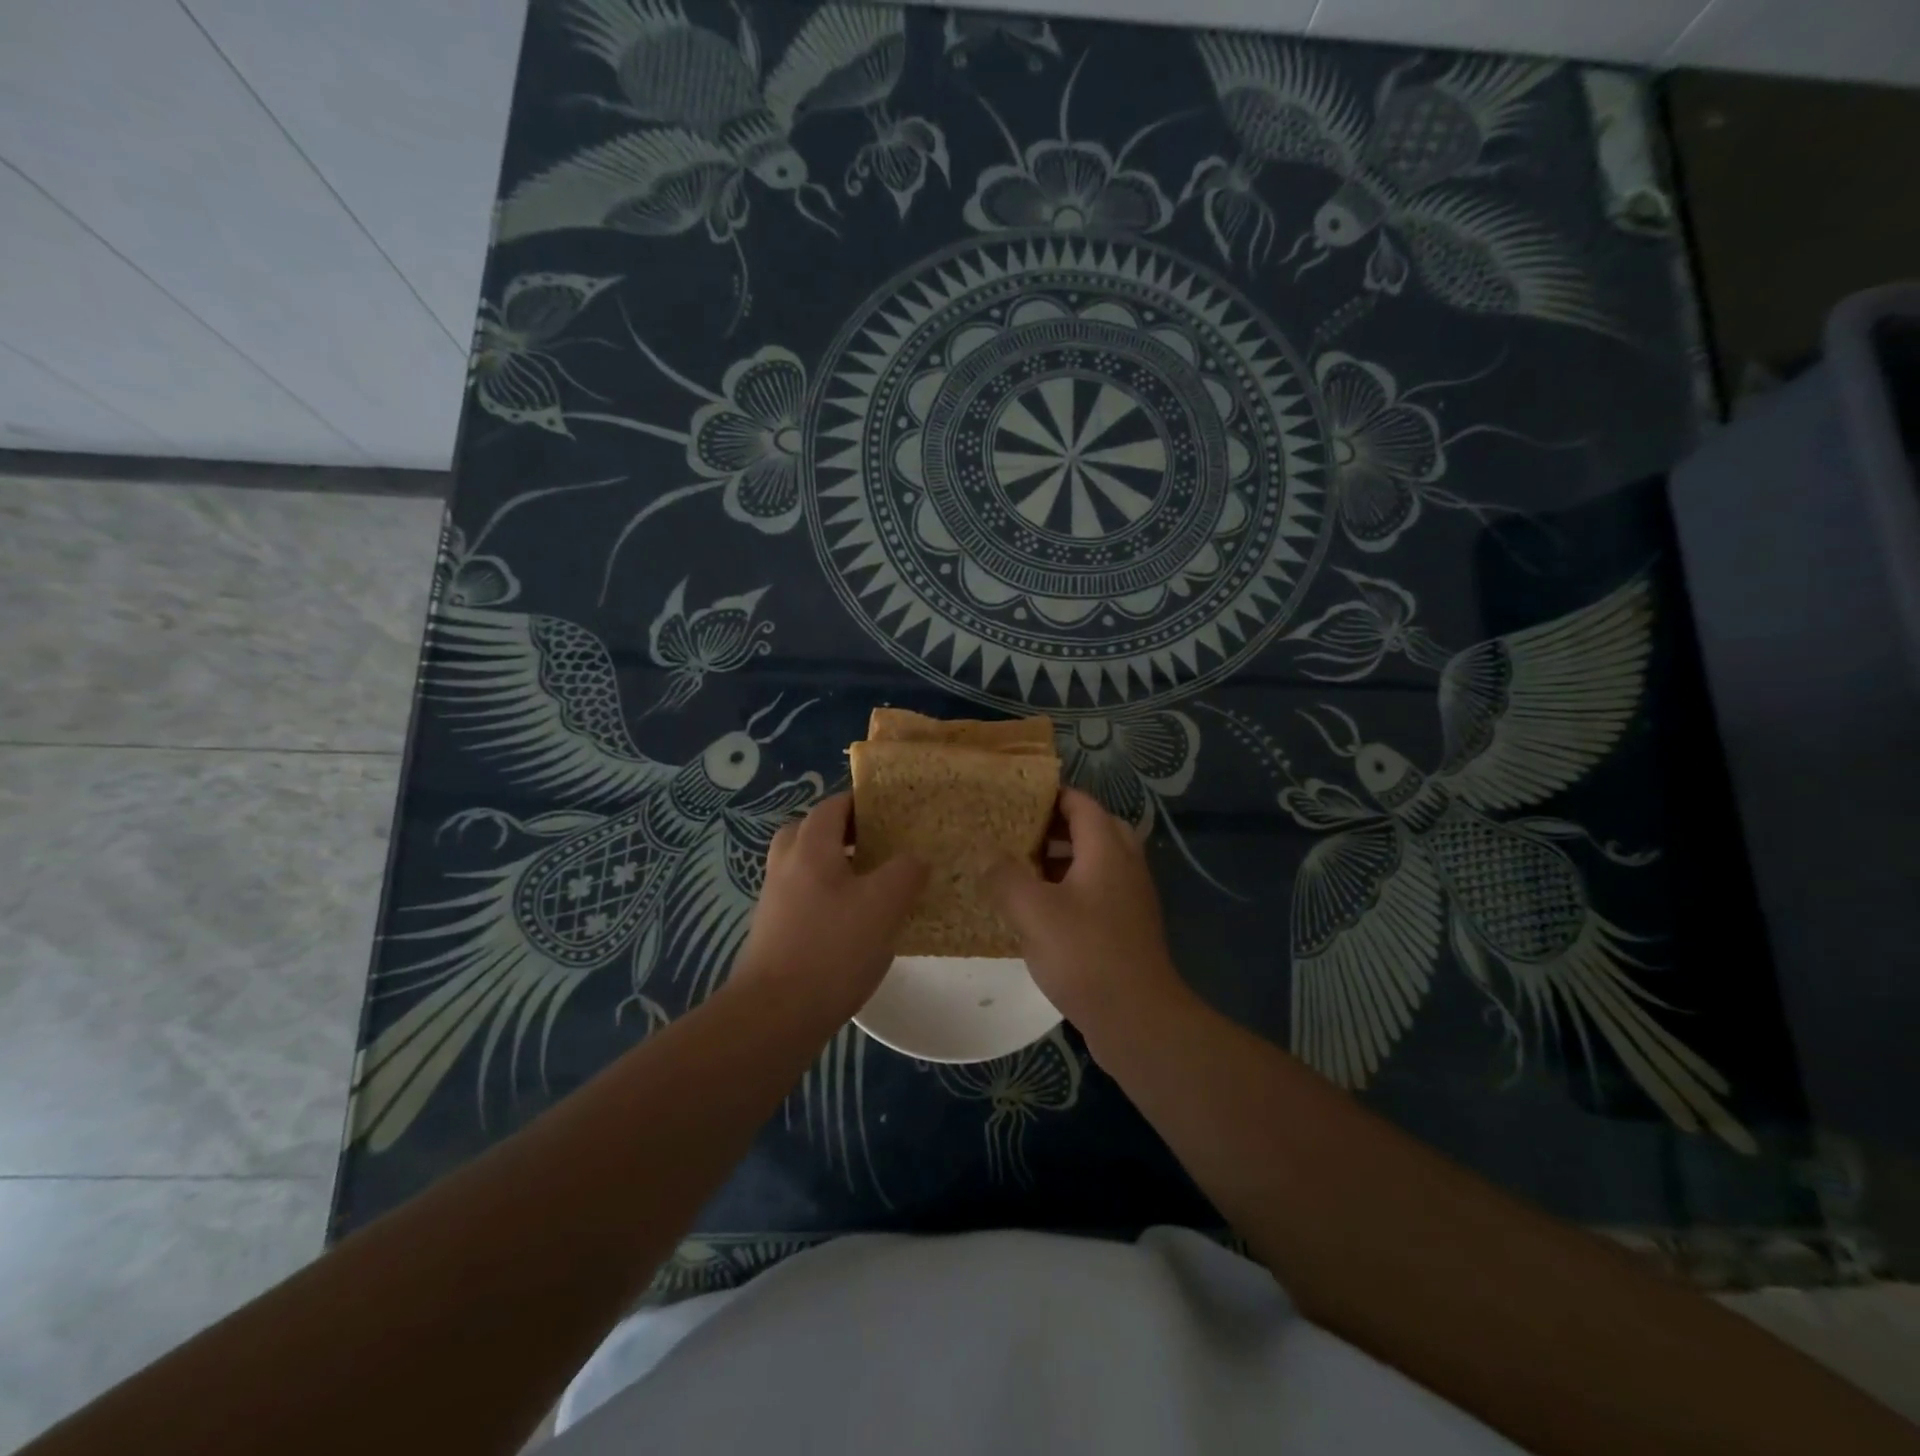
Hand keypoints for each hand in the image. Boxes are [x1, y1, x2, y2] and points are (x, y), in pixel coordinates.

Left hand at [727, 793, 926, 1025]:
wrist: (775, 1014)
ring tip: (873, 884)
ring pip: (806, 866)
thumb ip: (905, 873)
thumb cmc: (832, 949)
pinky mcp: (774, 931)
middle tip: (879, 844)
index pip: (833, 806)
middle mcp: (786, 865)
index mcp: (810, 848)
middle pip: (812, 831)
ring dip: (835, 866)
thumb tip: (916, 858)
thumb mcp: (884, 905)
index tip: (893, 810)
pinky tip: (854, 922)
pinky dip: (827, 896)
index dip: (862, 802)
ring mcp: (775, 899)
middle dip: (844, 832)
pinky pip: (803, 896)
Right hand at [985, 788, 1188, 1044]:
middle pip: (1093, 828)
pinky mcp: (1127, 926)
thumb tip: (986, 854)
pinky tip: (1041, 908)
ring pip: (1096, 861)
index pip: (1081, 803)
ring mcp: (1130, 897)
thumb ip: (1005, 877)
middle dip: (1055, 825)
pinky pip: (1098, 889)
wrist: (1137, 1018)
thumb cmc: (1085, 955)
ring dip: (1062, 857)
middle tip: (1018, 831)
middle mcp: (1125, 865)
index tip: (1015, 798)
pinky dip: (1071, 886)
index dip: (1050, 795)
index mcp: (1107, 850)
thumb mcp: (1033, 912)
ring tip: (1022, 866)